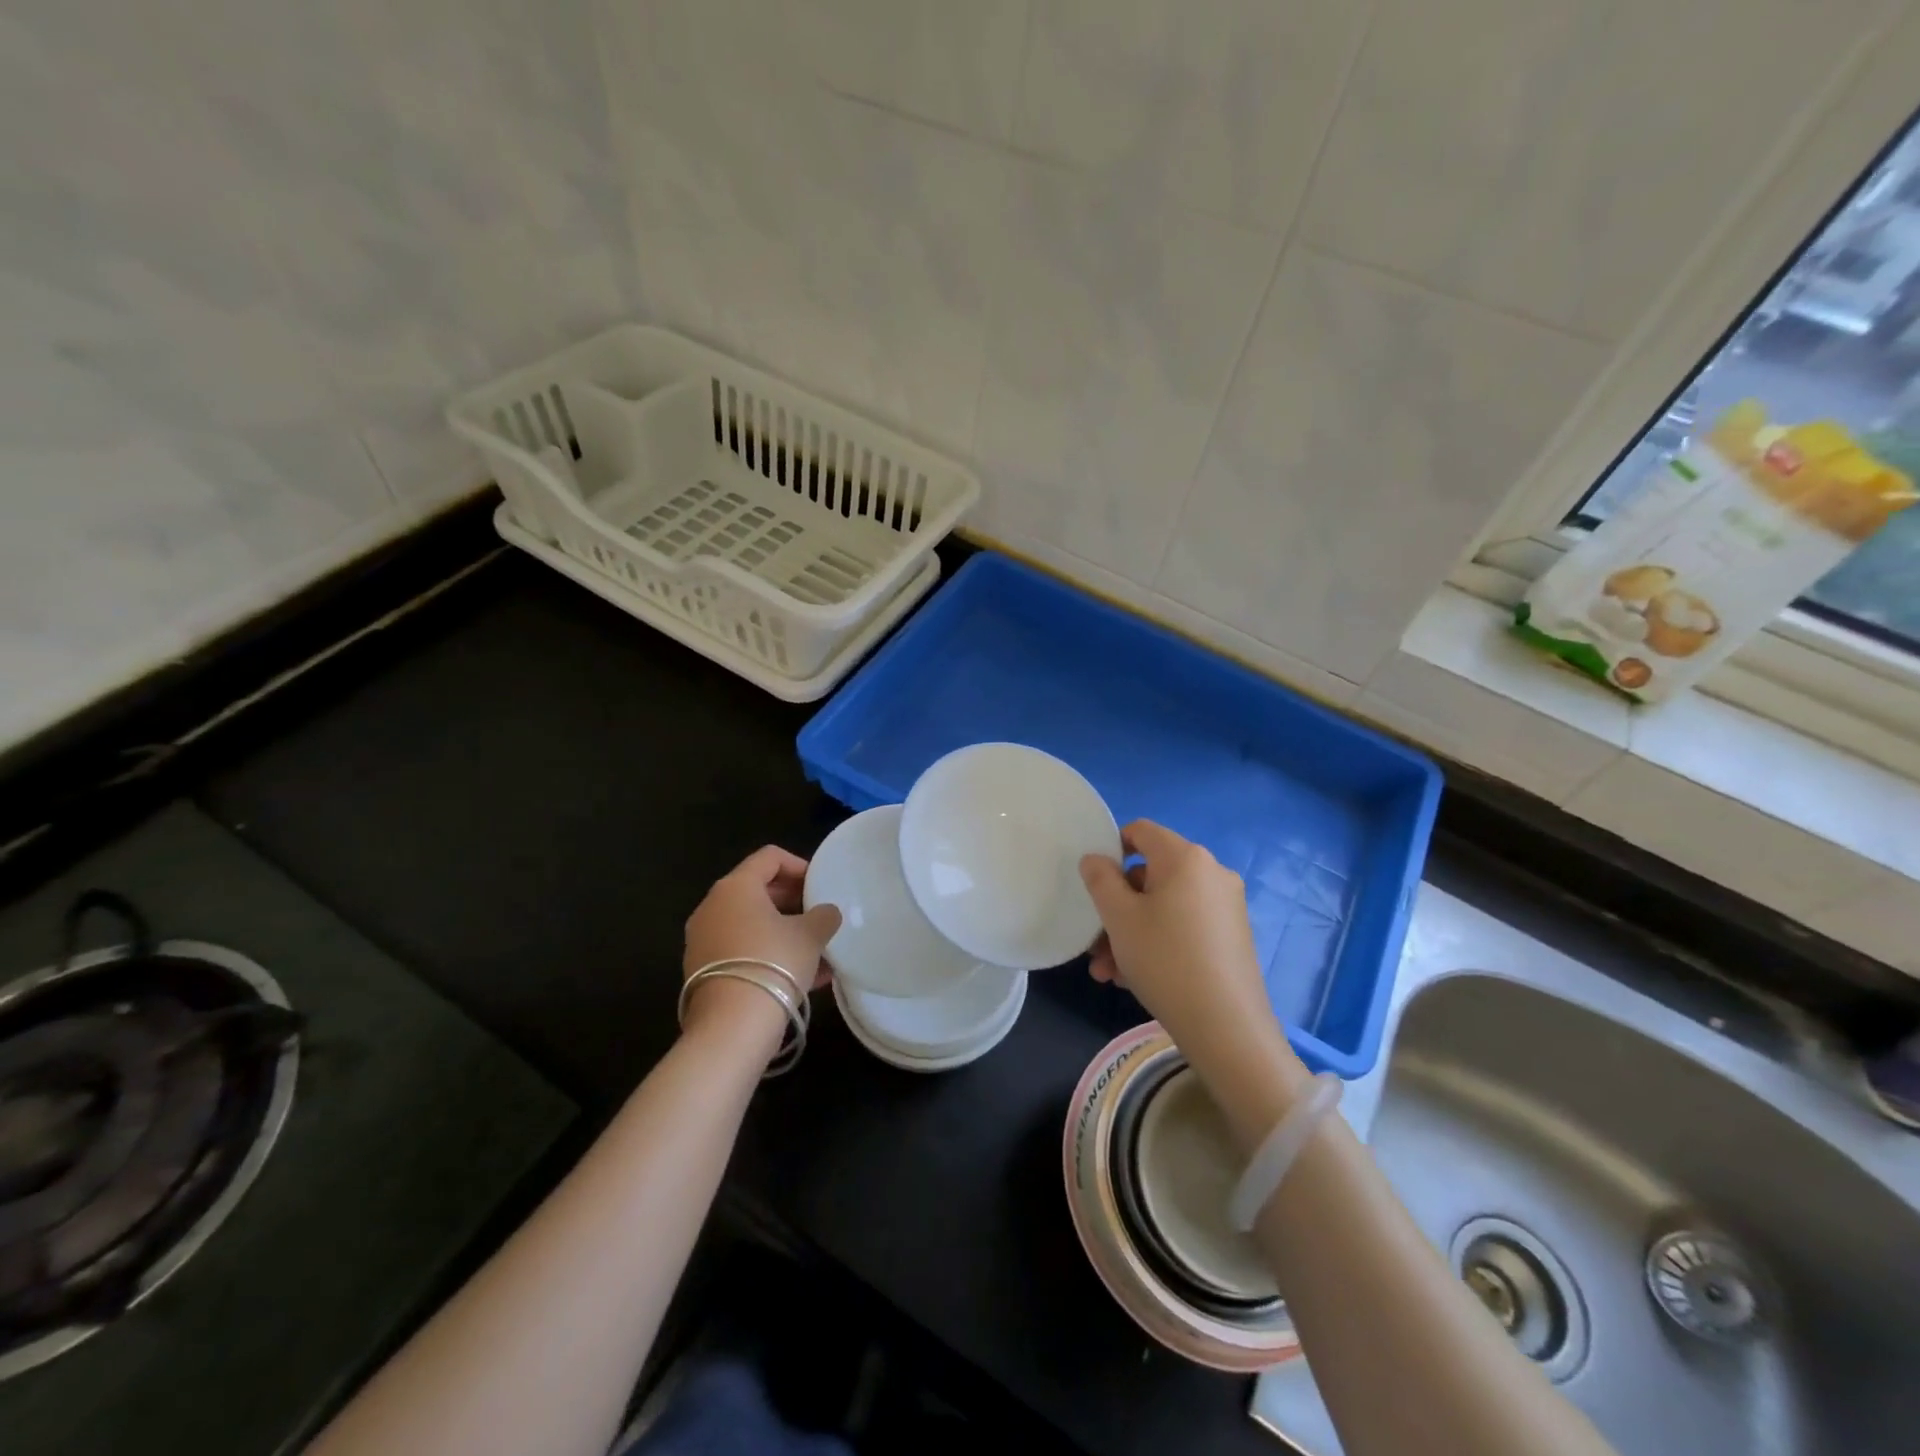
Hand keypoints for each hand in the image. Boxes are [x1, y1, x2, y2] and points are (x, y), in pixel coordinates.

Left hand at [682, 846, 840, 1040]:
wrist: (731, 1026)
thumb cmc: (774, 963)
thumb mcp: (811, 935)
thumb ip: (823, 916)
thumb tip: (825, 913)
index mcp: (736, 887)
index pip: (769, 857)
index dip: (799, 865)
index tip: (820, 884)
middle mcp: (712, 907)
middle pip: (757, 890)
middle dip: (792, 901)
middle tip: (819, 915)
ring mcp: (702, 940)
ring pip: (750, 925)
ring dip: (783, 932)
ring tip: (817, 952)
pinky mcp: (702, 972)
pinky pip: (742, 951)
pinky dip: (768, 955)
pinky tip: (802, 978)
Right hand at [1081, 821, 1309, 1136]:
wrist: (1226, 1026)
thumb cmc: (1164, 959)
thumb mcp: (1118, 917)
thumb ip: (1100, 879)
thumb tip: (1095, 859)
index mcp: (1185, 857)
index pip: (1141, 831)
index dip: (1111, 849)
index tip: (1094, 883)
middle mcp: (1211, 873)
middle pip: (1150, 876)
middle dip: (1116, 908)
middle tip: (1095, 945)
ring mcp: (1226, 906)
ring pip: (1164, 907)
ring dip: (1130, 933)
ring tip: (1108, 973)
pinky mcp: (1232, 937)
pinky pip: (1183, 927)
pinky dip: (1157, 943)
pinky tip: (1134, 980)